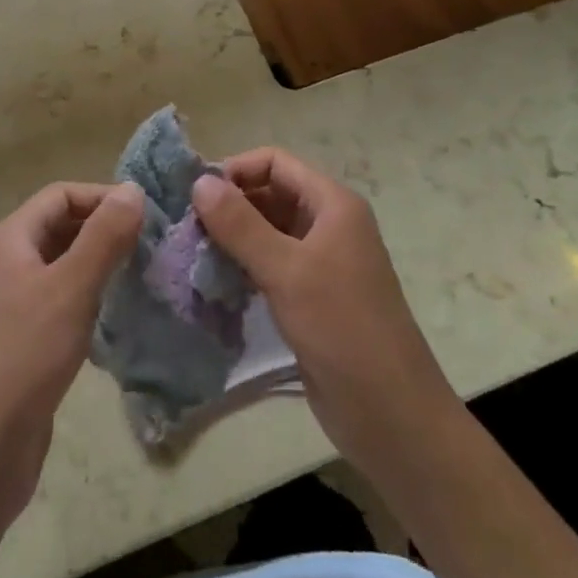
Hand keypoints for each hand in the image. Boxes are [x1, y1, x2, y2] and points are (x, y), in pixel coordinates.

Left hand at [0, 182, 142, 521]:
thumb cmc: (25, 354)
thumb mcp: (70, 288)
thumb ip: (103, 237)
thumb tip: (133, 189)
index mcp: (12, 239)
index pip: (60, 195)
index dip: (101, 196)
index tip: (146, 215)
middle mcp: (10, 263)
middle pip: (61, 226)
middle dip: (104, 228)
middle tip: (151, 244)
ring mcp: (16, 303)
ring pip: (65, 265)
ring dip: (101, 264)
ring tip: (144, 274)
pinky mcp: (27, 340)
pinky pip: (64, 301)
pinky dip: (91, 297)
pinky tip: (119, 315)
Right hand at [192, 151, 460, 486]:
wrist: (391, 414)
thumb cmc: (342, 329)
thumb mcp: (286, 271)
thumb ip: (240, 224)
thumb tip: (199, 181)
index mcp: (332, 204)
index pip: (275, 163)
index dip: (235, 170)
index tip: (194, 196)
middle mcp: (327, 224)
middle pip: (270, 194)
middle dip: (229, 205)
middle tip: (186, 228)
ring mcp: (320, 262)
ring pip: (267, 231)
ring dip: (232, 237)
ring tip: (192, 253)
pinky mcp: (311, 296)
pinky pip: (270, 264)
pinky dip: (242, 265)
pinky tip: (214, 280)